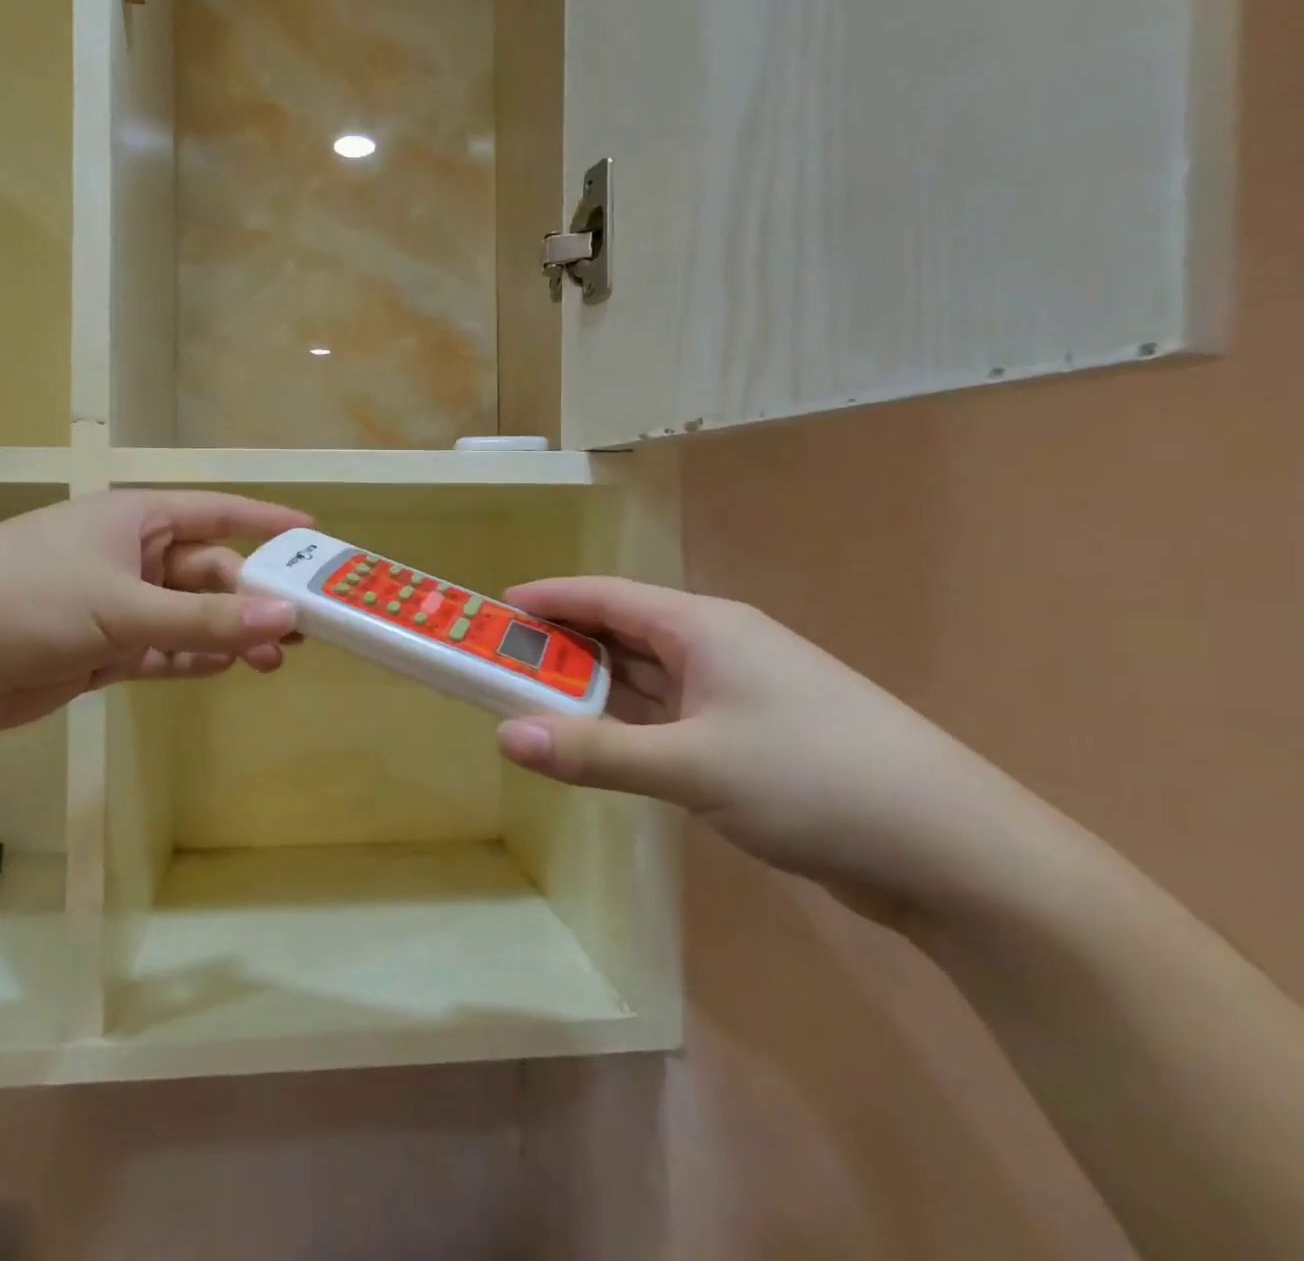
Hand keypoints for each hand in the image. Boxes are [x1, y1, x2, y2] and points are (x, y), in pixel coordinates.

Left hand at [0, 491, 310, 736]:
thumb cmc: (23, 601)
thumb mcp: (122, 605)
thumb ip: (205, 617)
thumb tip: (286, 618)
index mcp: (133, 519)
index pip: (217, 512)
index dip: (267, 522)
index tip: (314, 535)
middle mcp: (128, 555)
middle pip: (208, 573)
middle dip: (252, 599)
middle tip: (301, 630)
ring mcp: (112, 603)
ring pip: (188, 615)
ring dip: (227, 634)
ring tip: (272, 661)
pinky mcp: (98, 649)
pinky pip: (161, 648)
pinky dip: (190, 658)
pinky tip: (222, 669)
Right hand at [494, 578, 1058, 924]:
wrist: (957, 855)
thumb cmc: (817, 782)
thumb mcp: (694, 766)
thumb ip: (596, 753)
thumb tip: (505, 737)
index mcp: (706, 628)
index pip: (607, 596)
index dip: (549, 599)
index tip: (495, 611)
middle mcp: (719, 648)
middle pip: (622, 634)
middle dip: (562, 647)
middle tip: (500, 664)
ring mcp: (739, 695)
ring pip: (646, 679)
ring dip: (593, 690)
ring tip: (530, 701)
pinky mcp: (752, 739)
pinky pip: (669, 718)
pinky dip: (627, 725)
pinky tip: (598, 742)